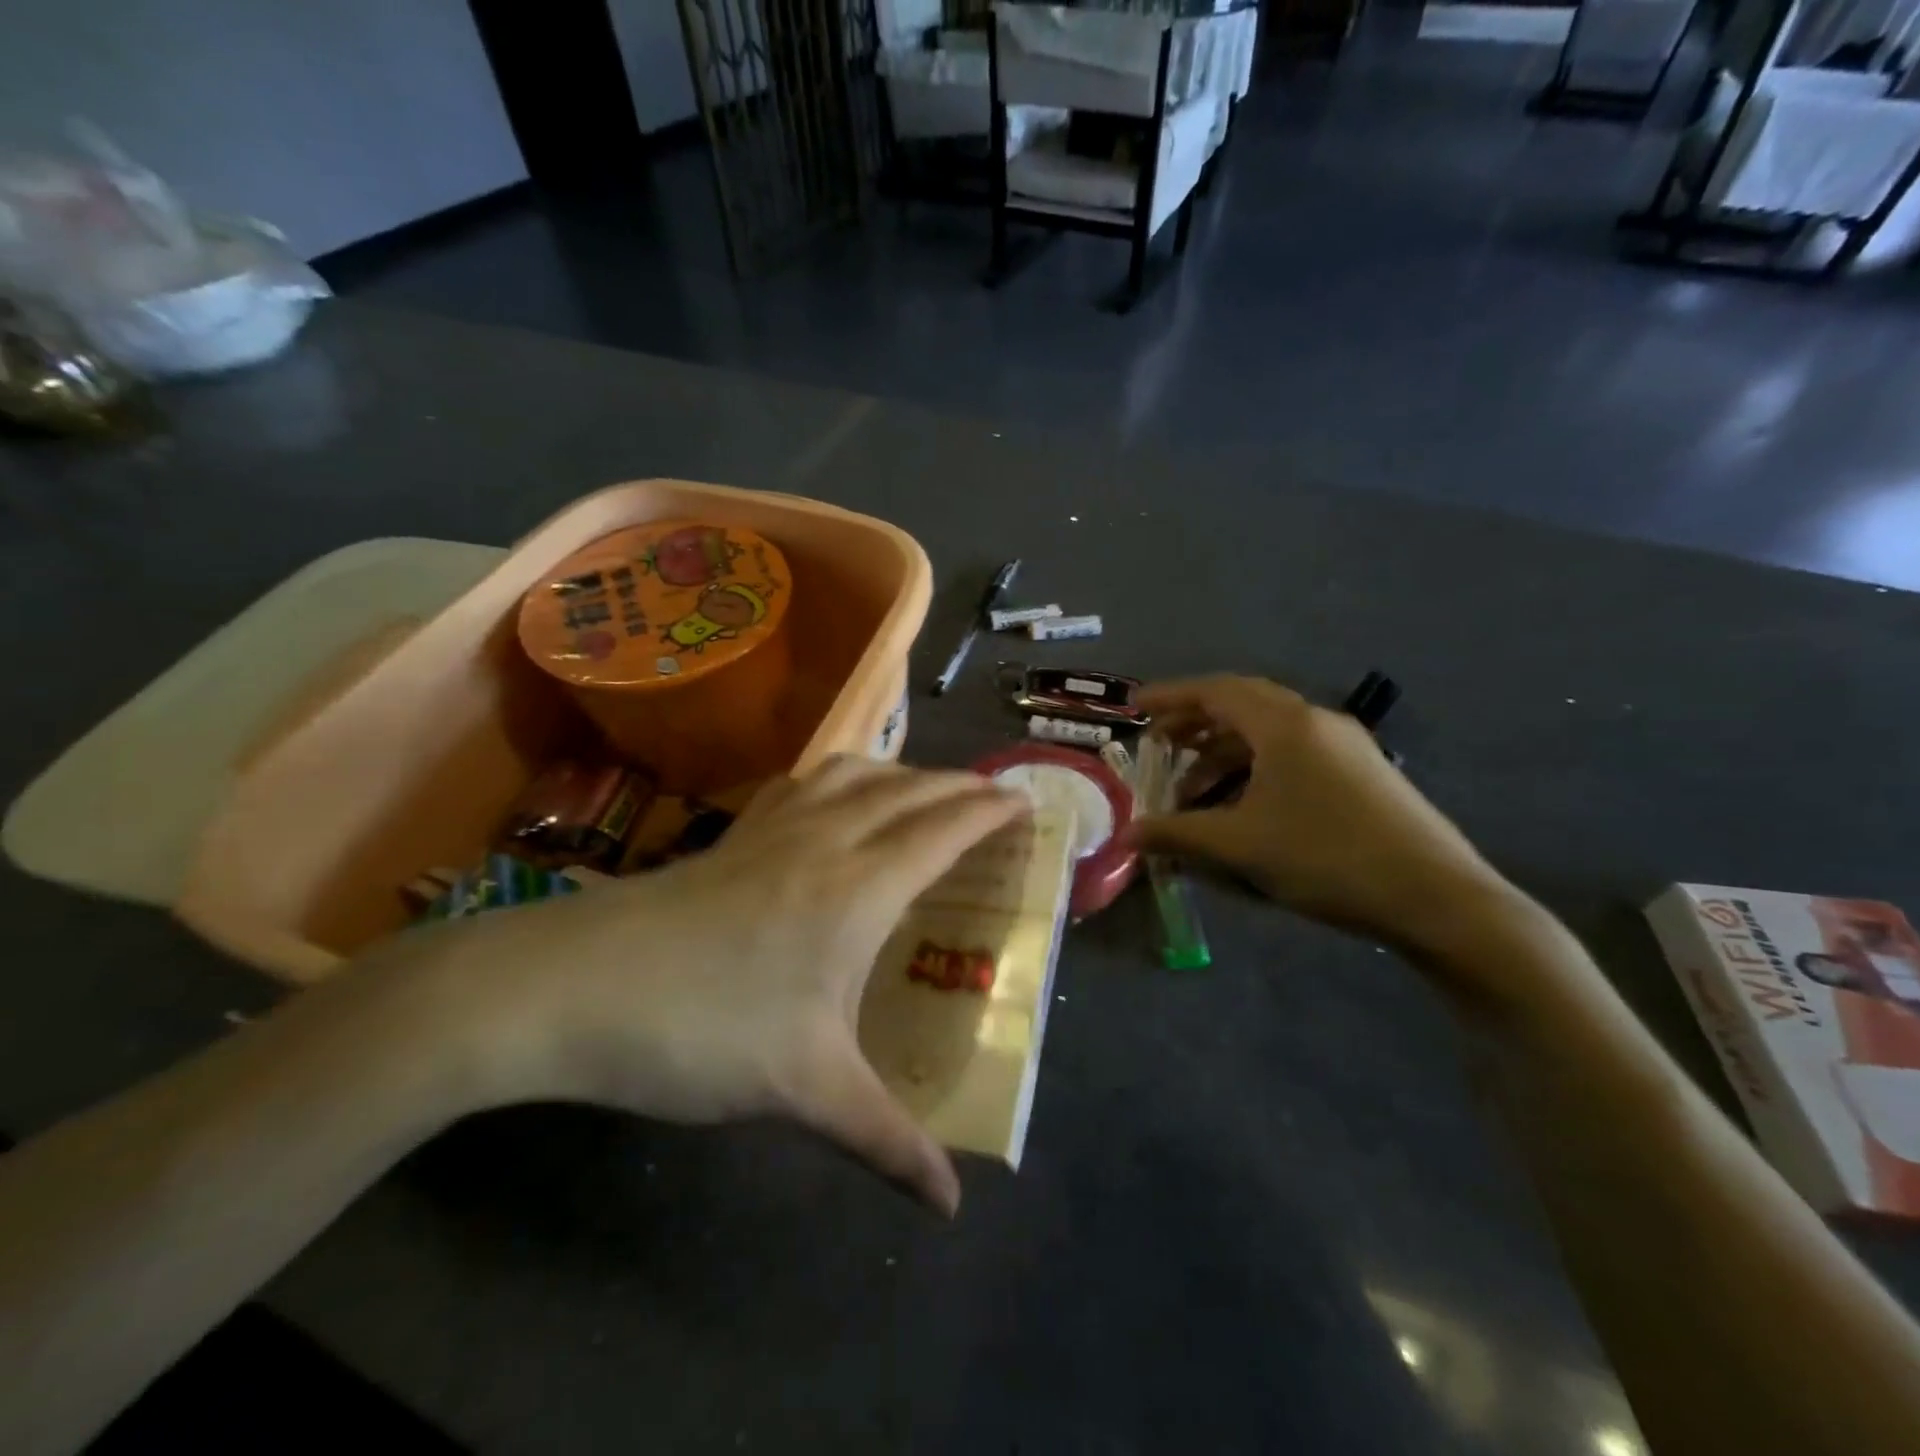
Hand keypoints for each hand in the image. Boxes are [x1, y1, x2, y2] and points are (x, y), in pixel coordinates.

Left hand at [395, 756, 1026, 1214]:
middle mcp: (826, 840)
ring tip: (927, 792)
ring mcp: (775, 828)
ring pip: (858, 773)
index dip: (988, 812)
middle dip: (961, 786)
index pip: (943, 830)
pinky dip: (847, 775)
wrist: (569, 987)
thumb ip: (884, 1142)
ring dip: (905, 772)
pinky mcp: (734, 833)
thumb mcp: (804, 1090)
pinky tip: (838, 800)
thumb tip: (948, 1206)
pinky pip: (810, 781)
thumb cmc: (701, 1031)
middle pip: (910, 790)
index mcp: (858, 888)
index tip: (1025, 802)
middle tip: (994, 796)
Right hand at [1128, 676, 1514, 952]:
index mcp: (1285, 724)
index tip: (1134, 708)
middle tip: (1159, 743)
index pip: (1215, 691)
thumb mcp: (1241, 845)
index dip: (1169, 697)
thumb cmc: (1327, 857)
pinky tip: (1241, 802)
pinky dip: (1255, 766)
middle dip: (1195, 721)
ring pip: (1269, 731)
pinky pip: (1293, 752)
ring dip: (1224, 750)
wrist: (1436, 896)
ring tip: (1192, 785)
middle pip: (1242, 704)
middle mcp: (1315, 720)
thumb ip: (1178, 833)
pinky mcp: (1361, 771)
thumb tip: (1127, 835)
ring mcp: (1344, 744)